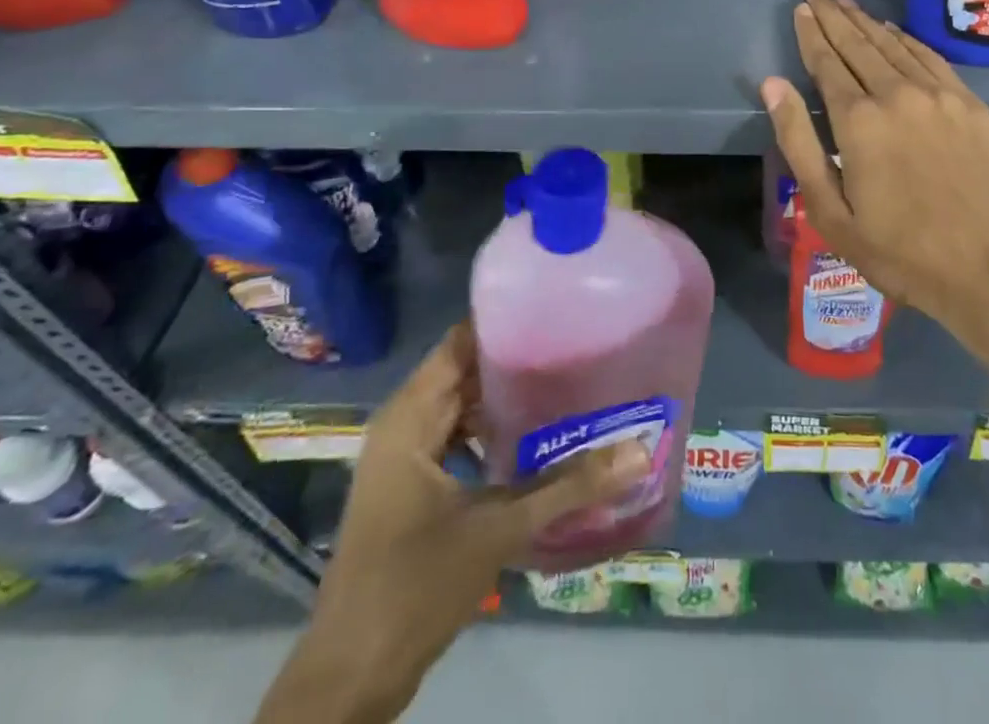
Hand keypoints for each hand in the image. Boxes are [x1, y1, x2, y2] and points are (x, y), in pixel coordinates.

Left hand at [285, 324, 644, 712]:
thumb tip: (638, 451)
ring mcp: (404, 457)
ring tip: (566, 380)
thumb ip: (568, 487)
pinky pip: (458, 434)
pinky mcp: (412, 486)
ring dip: (507, 396)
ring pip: (463, 404)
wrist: (350, 679)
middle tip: (577, 343)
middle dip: (517, 357)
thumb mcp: (498, 531)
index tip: (558, 309)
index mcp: (410, 416)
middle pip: (465, 370)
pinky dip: (493, 429)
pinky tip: (536, 437)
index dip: (506, 322)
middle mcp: (403, 424)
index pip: (460, 343)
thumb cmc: (414, 588)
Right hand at [760, 0, 988, 344]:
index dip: (811, 34)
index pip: (827, 62)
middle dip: (834, 17)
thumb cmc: (900, 251)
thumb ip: (799, 142)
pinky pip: (930, 57)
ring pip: (894, 44)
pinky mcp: (970, 104)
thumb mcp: (831, 211)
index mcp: (859, 121)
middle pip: (858, 44)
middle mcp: (897, 93)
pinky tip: (893, 30)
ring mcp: (939, 95)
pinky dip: (906, 39)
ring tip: (846, 3)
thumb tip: (773, 85)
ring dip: (866, 21)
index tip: (800, 10)